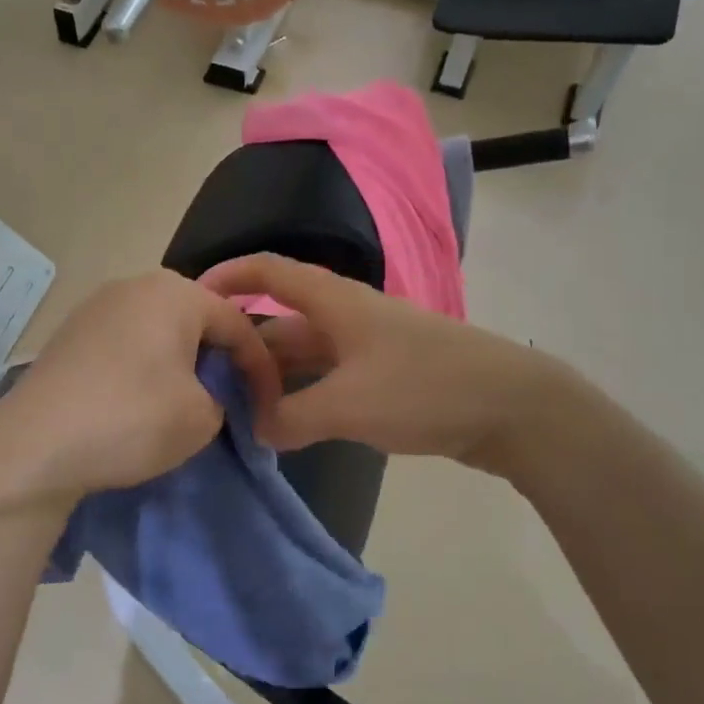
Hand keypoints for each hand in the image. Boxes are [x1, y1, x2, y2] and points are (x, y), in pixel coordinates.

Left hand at [0, 271, 280, 500]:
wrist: (34, 446)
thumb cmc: (132, 420)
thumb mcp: (202, 417)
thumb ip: (221, 396)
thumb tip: (205, 393)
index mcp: (174, 292)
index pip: (237, 323)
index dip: (261, 366)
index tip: (269, 404)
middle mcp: (133, 285)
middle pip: (195, 320)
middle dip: (218, 358)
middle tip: (230, 398)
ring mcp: (94, 307)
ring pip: (157, 331)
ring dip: (179, 363)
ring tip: (187, 401)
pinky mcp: (68, 335)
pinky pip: (124, 344)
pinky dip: (143, 368)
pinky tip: (139, 401)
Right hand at [200, 253, 553, 474]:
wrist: (511, 407)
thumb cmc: (424, 389)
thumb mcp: (348, 405)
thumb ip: (291, 418)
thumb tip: (255, 430)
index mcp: (335, 303)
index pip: (269, 273)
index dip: (229, 276)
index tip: (192, 300)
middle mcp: (347, 317)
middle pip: (282, 323)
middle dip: (245, 349)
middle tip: (208, 383)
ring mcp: (369, 347)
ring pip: (306, 357)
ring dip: (275, 380)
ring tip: (238, 412)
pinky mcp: (387, 377)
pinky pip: (330, 380)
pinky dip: (305, 398)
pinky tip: (288, 427)